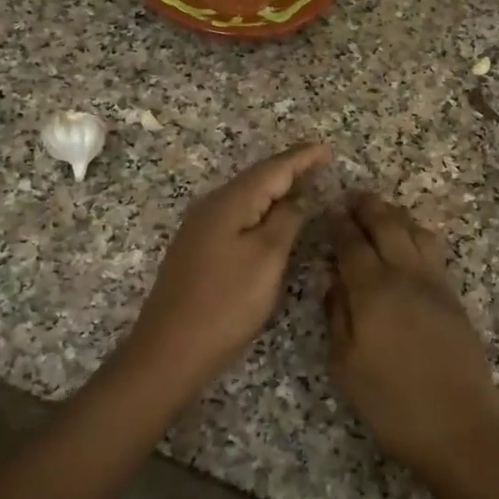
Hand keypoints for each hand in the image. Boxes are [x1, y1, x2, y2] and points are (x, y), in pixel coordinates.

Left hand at [123, 144, 331, 397]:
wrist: (171, 349)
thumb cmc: (226, 303)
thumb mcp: (266, 259)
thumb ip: (286, 222)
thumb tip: (296, 199)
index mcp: (229, 203)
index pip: (271, 169)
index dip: (301, 158)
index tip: (327, 149)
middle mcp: (210, 207)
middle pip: (255, 179)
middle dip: (288, 170)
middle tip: (320, 165)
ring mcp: (199, 230)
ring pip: (244, 199)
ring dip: (274, 191)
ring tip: (303, 187)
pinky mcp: (197, 251)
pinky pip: (236, 218)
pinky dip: (259, 212)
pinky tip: (270, 221)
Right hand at [327, 192, 498, 476]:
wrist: (458, 427)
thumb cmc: (391, 402)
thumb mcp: (345, 364)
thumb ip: (337, 315)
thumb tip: (334, 281)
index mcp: (374, 290)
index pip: (352, 244)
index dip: (339, 225)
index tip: (329, 211)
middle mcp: (406, 276)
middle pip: (388, 226)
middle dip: (368, 207)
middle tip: (353, 197)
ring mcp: (436, 284)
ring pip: (416, 232)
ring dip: (396, 216)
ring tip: (380, 213)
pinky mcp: (454, 298)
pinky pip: (434, 251)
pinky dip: (417, 235)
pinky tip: (409, 242)